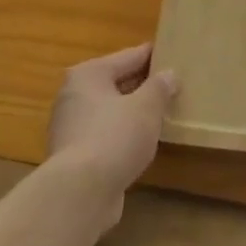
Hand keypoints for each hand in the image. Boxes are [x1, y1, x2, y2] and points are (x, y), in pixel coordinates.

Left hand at [47, 43, 178, 219]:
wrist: (80, 193)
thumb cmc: (114, 136)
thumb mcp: (147, 106)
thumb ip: (160, 87)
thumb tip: (168, 75)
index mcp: (88, 75)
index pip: (128, 56)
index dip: (153, 55)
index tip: (174, 52)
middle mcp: (74, 96)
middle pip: (117, 83)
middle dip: (143, 85)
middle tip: (174, 84)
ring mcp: (71, 128)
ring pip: (111, 111)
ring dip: (134, 112)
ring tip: (164, 112)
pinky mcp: (75, 157)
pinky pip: (107, 135)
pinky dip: (124, 135)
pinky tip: (145, 141)